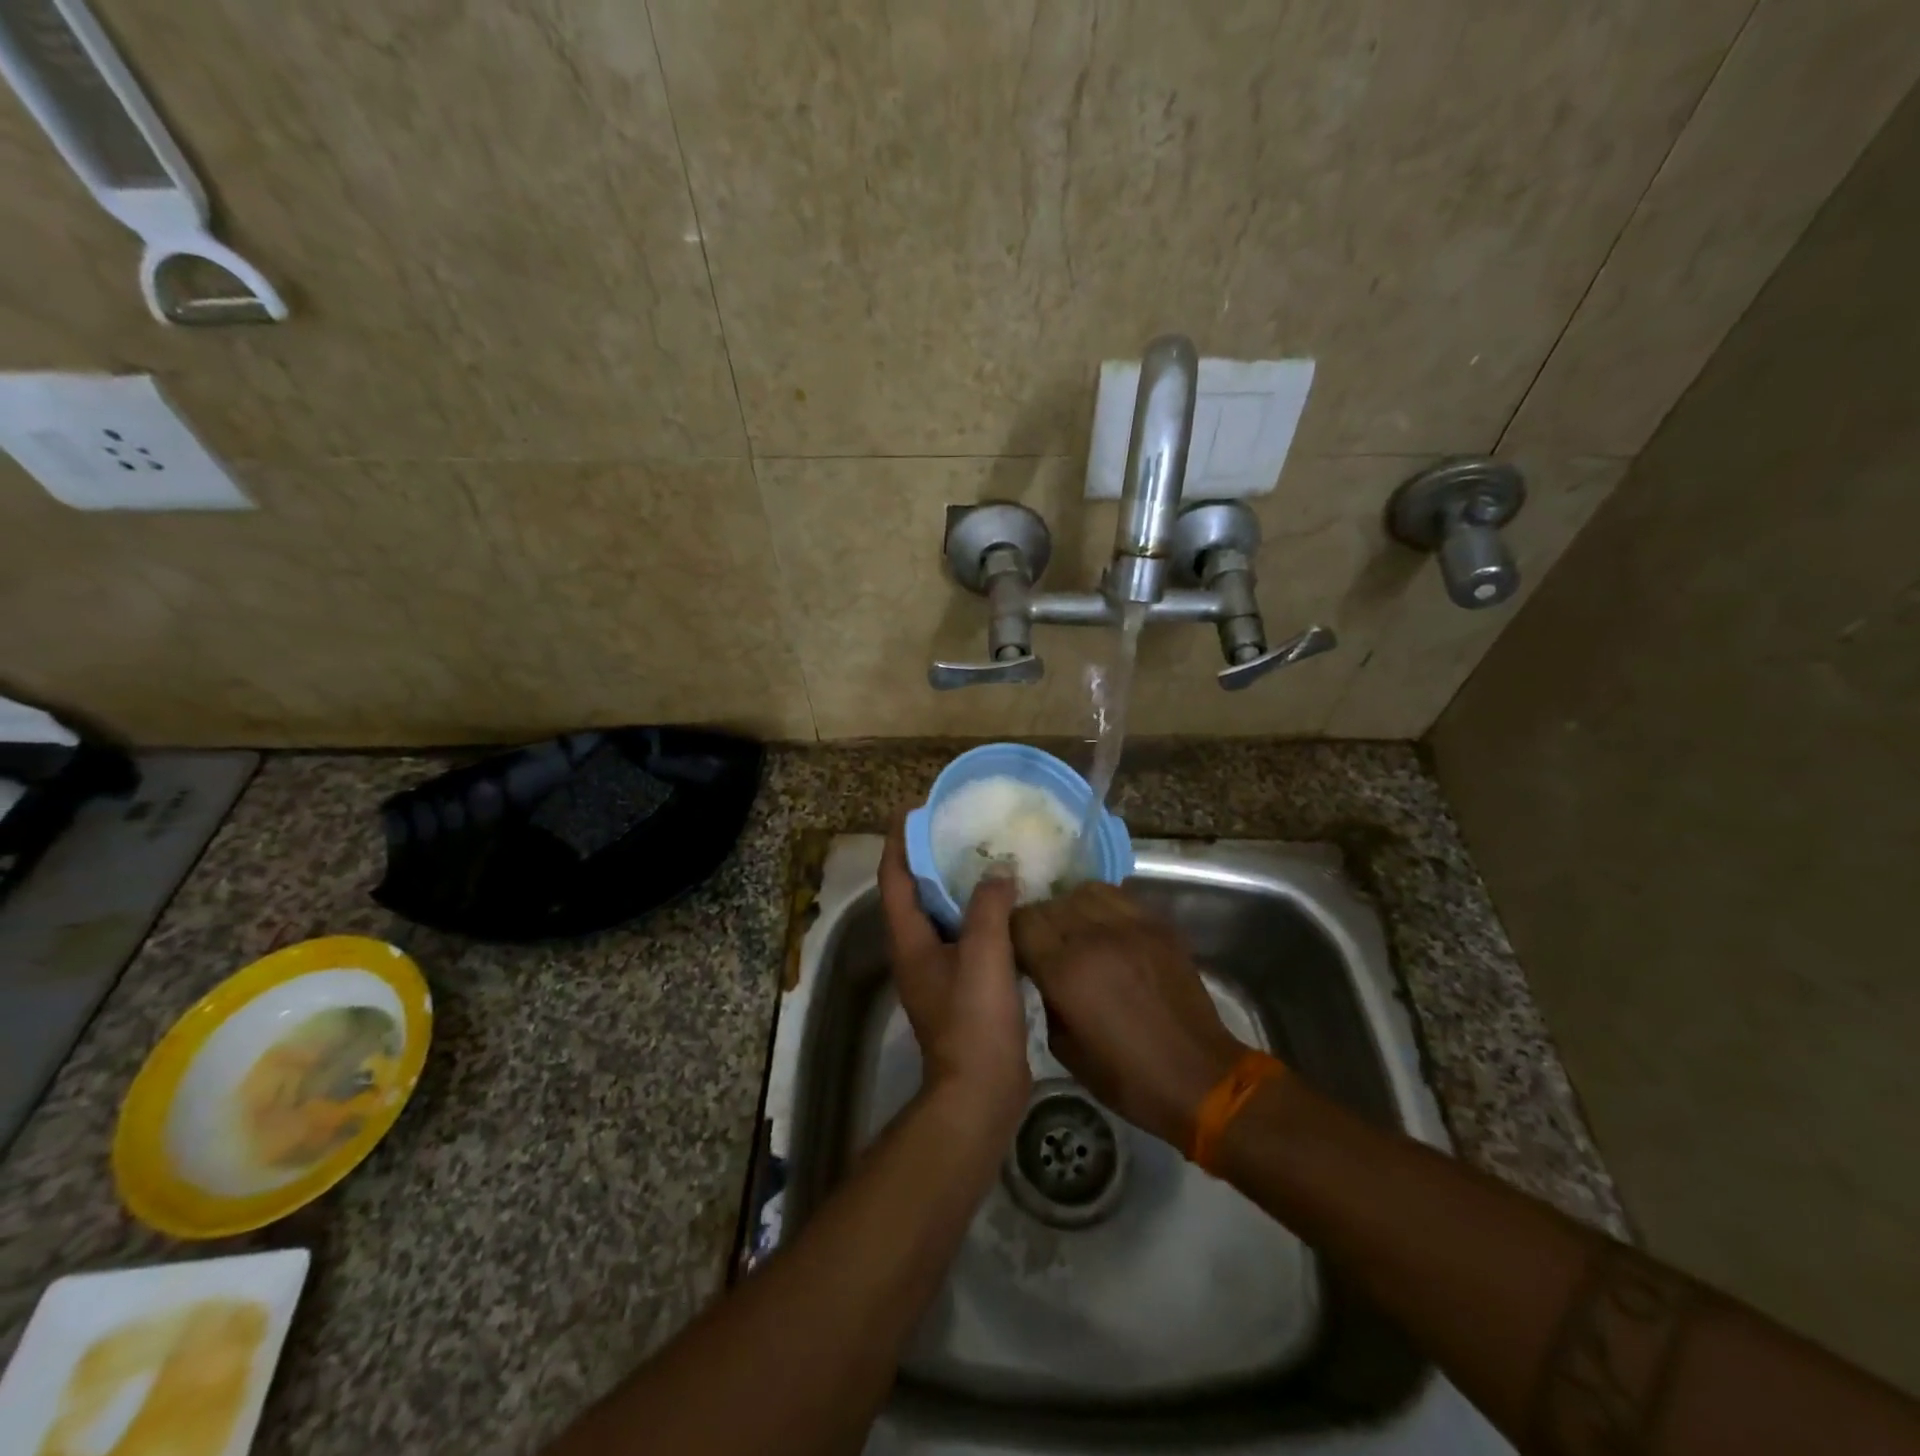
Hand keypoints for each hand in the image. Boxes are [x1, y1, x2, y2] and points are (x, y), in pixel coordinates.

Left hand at [879, 816, 1031, 1135]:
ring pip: (943, 916)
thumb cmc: (974, 1019)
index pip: (895, 877)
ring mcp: (938, 972)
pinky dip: (981, 916)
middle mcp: (916, 951)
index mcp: (909, 939)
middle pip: (916, 893)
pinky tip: (1009, 907)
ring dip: (959, 887)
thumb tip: (998, 870)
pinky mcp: (961, 988)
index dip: (900, 841)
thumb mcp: (983, 954)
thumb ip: (988, 906)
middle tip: (960, 828)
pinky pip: (966, 938)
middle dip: (932, 858)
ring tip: (986, 858)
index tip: (914, 809)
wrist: (981, 1091)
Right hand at [1011, 883, 1244, 1149]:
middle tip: (1044, 944)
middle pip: (1049, 903)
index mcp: (1065, 971)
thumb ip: (1044, 997)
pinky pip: (1117, 896)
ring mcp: (1130, 925)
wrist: (1200, 1077)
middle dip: (1040, 921)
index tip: (1017, 948)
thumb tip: (1038, 970)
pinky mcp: (1158, 924)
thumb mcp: (1065, 1048)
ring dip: (1070, 907)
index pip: (1022, 921)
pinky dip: (1102, 905)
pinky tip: (1105, 928)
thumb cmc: (1127, 1077)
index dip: (1013, 931)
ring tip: (1075, 930)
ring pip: (1082, 891)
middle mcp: (1094, 937)